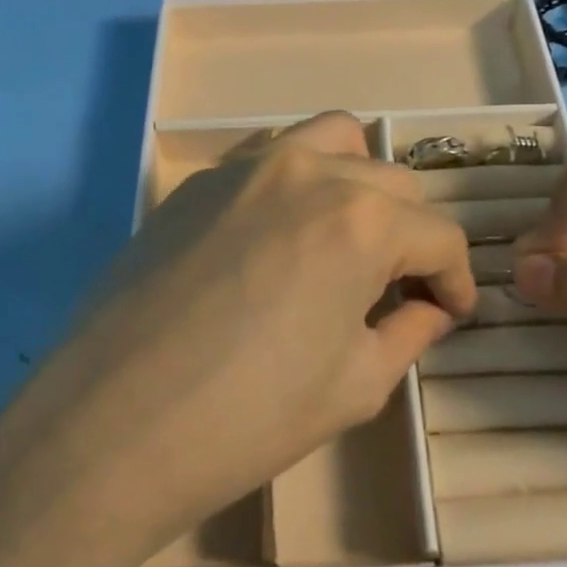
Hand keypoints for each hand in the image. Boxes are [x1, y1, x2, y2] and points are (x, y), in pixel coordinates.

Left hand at [0, 111, 476, 566]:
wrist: (111, 426)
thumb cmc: (248, 418)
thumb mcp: (355, 386)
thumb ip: (408, 333)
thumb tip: (430, 308)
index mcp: (360, 220)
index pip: (437, 235)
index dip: (456, 279)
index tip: (450, 311)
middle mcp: (308, 171)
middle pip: (392, 183)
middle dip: (410, 235)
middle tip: (396, 289)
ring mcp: (246, 167)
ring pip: (332, 141)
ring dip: (358, 184)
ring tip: (345, 237)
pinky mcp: (199, 181)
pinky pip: (270, 153)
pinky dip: (299, 176)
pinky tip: (282, 230)